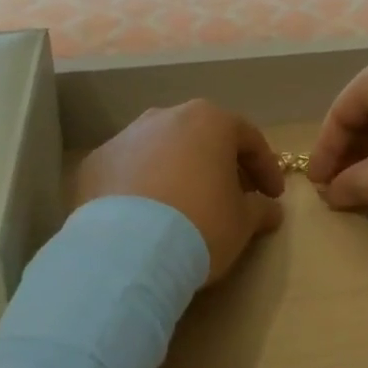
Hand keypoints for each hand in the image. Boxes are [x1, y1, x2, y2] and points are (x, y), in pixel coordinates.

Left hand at [74, 100, 284, 284]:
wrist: (128, 250)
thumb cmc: (200, 225)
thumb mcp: (242, 223)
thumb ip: (260, 209)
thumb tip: (270, 209)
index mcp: (209, 121)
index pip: (248, 139)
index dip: (265, 168)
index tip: (273, 196)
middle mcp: (166, 117)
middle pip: (202, 138)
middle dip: (219, 164)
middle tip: (231, 197)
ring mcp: (126, 137)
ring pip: (162, 149)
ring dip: (177, 171)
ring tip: (184, 205)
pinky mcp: (95, 162)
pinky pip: (128, 170)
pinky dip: (141, 186)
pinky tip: (145, 216)